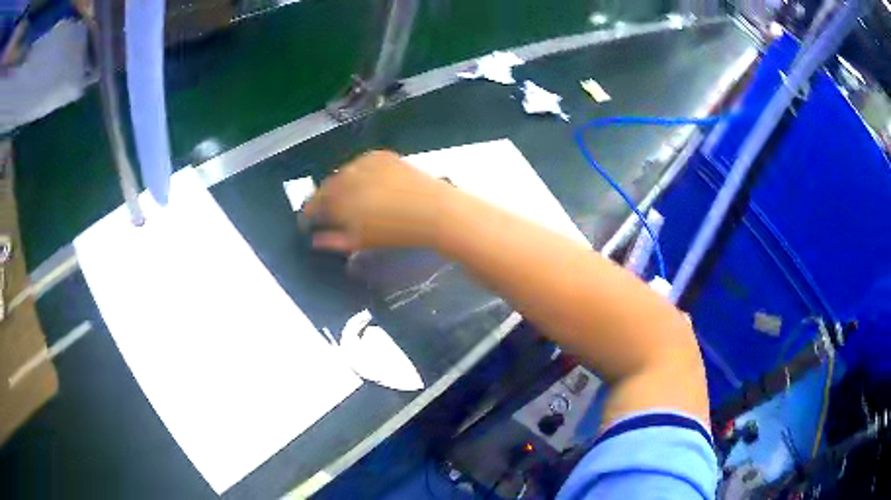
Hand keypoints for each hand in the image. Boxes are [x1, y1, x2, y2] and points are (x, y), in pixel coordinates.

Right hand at [304, 150, 452, 251]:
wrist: (431, 209)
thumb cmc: (393, 231)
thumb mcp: (359, 241)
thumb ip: (332, 240)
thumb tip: (314, 240)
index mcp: (336, 199)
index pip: (313, 204)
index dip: (310, 213)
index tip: (311, 220)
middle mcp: (345, 176)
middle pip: (326, 186)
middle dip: (326, 198)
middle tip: (334, 211)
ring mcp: (363, 162)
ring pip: (344, 173)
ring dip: (343, 184)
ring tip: (354, 197)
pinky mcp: (380, 155)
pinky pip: (362, 163)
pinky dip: (361, 172)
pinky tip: (370, 183)